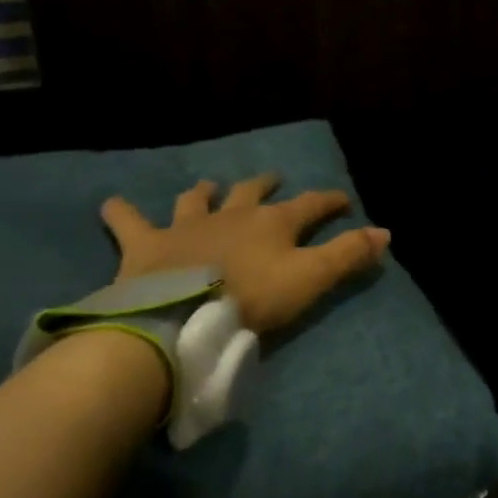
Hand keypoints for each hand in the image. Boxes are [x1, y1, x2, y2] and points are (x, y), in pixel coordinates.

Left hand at [99, 175, 389, 333]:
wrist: (180, 318)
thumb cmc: (252, 299)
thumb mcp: (312, 279)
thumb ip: (349, 254)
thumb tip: (386, 231)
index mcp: (274, 222)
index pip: (312, 204)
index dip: (330, 200)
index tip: (344, 199)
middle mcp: (232, 214)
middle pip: (252, 192)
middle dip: (266, 185)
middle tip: (273, 180)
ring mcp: (187, 226)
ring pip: (197, 200)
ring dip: (204, 193)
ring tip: (208, 187)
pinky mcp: (146, 245)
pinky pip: (129, 222)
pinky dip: (121, 212)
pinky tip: (112, 204)